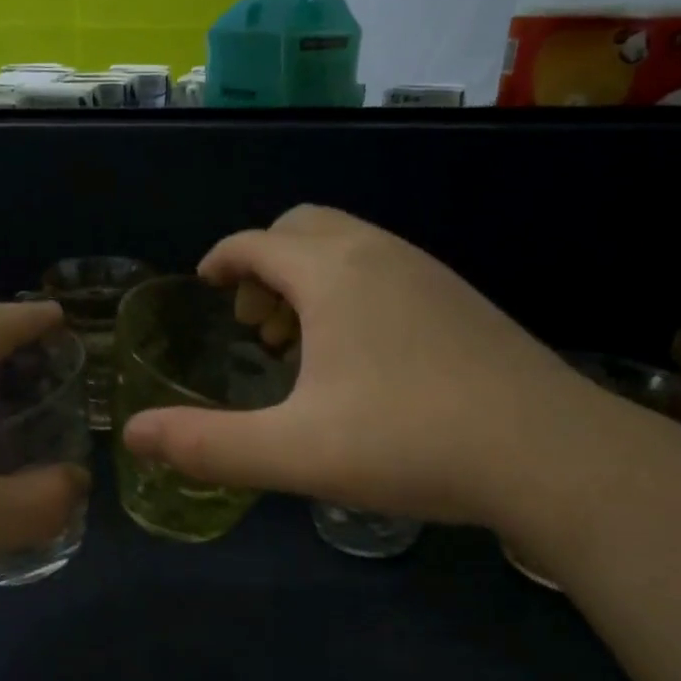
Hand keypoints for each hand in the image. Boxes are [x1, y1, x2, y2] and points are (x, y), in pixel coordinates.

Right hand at [121, 206, 603, 529]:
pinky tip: (364, 359)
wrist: (548, 452)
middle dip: (266, 264)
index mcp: (333, 273)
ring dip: (310, 280)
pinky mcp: (462, 302)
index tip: (205, 284)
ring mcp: (429, 274)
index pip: (256, 242)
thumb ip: (207, 444)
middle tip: (256, 325)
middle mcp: (380, 254)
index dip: (222, 260)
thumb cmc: (409, 442)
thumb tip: (133, 436)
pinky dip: (353, 293)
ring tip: (302, 345)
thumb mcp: (293, 451)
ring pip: (350, 248)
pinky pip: (387, 272)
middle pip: (304, 227)